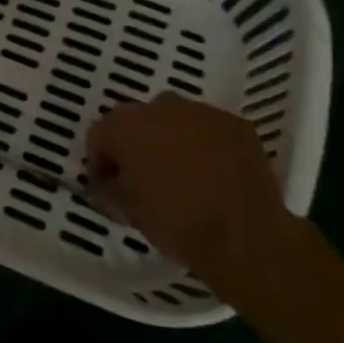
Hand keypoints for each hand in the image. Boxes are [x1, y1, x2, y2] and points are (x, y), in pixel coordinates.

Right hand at [87, 93, 292, 294]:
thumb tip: (107, 181)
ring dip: (172, 141)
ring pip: (176, 121)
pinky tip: (214, 175)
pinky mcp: (236, 124)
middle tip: (144, 178)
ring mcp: (202, 112)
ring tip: (182, 176)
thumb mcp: (126, 209)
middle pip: (138, 122)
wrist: (243, 236)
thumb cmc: (174, 220)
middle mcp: (160, 106)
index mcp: (125, 125)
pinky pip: (210, 131)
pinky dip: (207, 147)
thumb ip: (107, 187)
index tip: (108, 186)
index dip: (101, 162)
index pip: (99, 135)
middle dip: (137, 145)